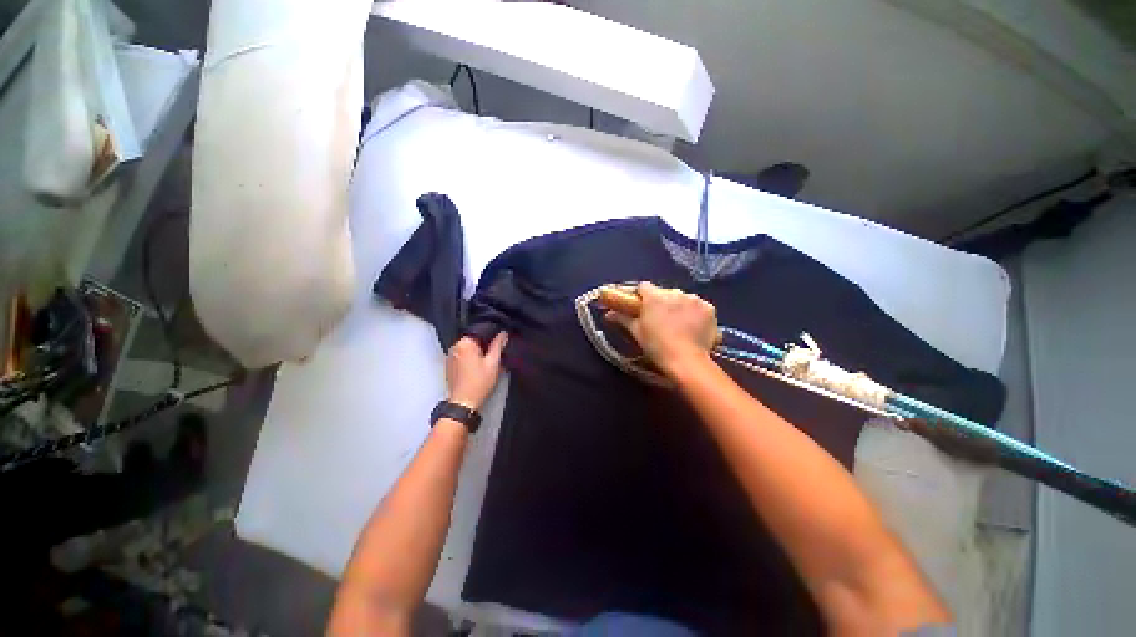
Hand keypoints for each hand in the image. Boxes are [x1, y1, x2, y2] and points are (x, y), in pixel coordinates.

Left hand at [446, 333, 507, 409]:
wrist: (463, 403)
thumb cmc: (480, 383)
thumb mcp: (493, 363)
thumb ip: (498, 346)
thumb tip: (503, 333)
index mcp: (464, 343)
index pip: (480, 332)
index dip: (492, 336)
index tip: (500, 342)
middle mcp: (455, 347)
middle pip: (474, 340)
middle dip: (485, 345)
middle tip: (496, 353)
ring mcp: (450, 356)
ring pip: (468, 348)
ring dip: (478, 352)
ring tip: (488, 361)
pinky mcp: (449, 365)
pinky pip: (463, 355)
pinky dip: (470, 358)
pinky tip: (478, 367)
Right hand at [605, 282, 716, 373]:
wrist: (686, 361)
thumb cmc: (657, 346)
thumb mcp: (637, 332)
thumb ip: (623, 318)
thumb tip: (608, 313)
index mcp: (655, 296)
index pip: (643, 287)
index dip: (640, 295)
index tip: (639, 306)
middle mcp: (675, 292)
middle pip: (664, 293)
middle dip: (660, 303)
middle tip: (659, 320)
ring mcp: (694, 299)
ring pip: (682, 299)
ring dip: (678, 307)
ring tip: (678, 325)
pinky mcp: (709, 309)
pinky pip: (698, 307)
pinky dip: (694, 314)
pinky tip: (693, 328)